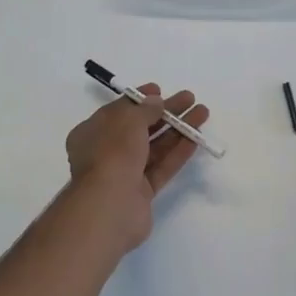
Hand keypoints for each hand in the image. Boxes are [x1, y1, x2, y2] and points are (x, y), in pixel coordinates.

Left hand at [65, 85, 210, 250]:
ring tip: (202, 114)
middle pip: (140, 127)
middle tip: (190, 99)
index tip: (160, 90)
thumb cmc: (112, 154)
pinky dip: (177, 152)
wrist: (110, 206)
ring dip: (177, 130)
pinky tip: (196, 139)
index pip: (118, 111)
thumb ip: (145, 109)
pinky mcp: (141, 192)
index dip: (140, 99)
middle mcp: (106, 151)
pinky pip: (161, 167)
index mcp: (92, 132)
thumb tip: (156, 101)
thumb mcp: (128, 121)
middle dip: (165, 112)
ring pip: (154, 147)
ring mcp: (124, 173)